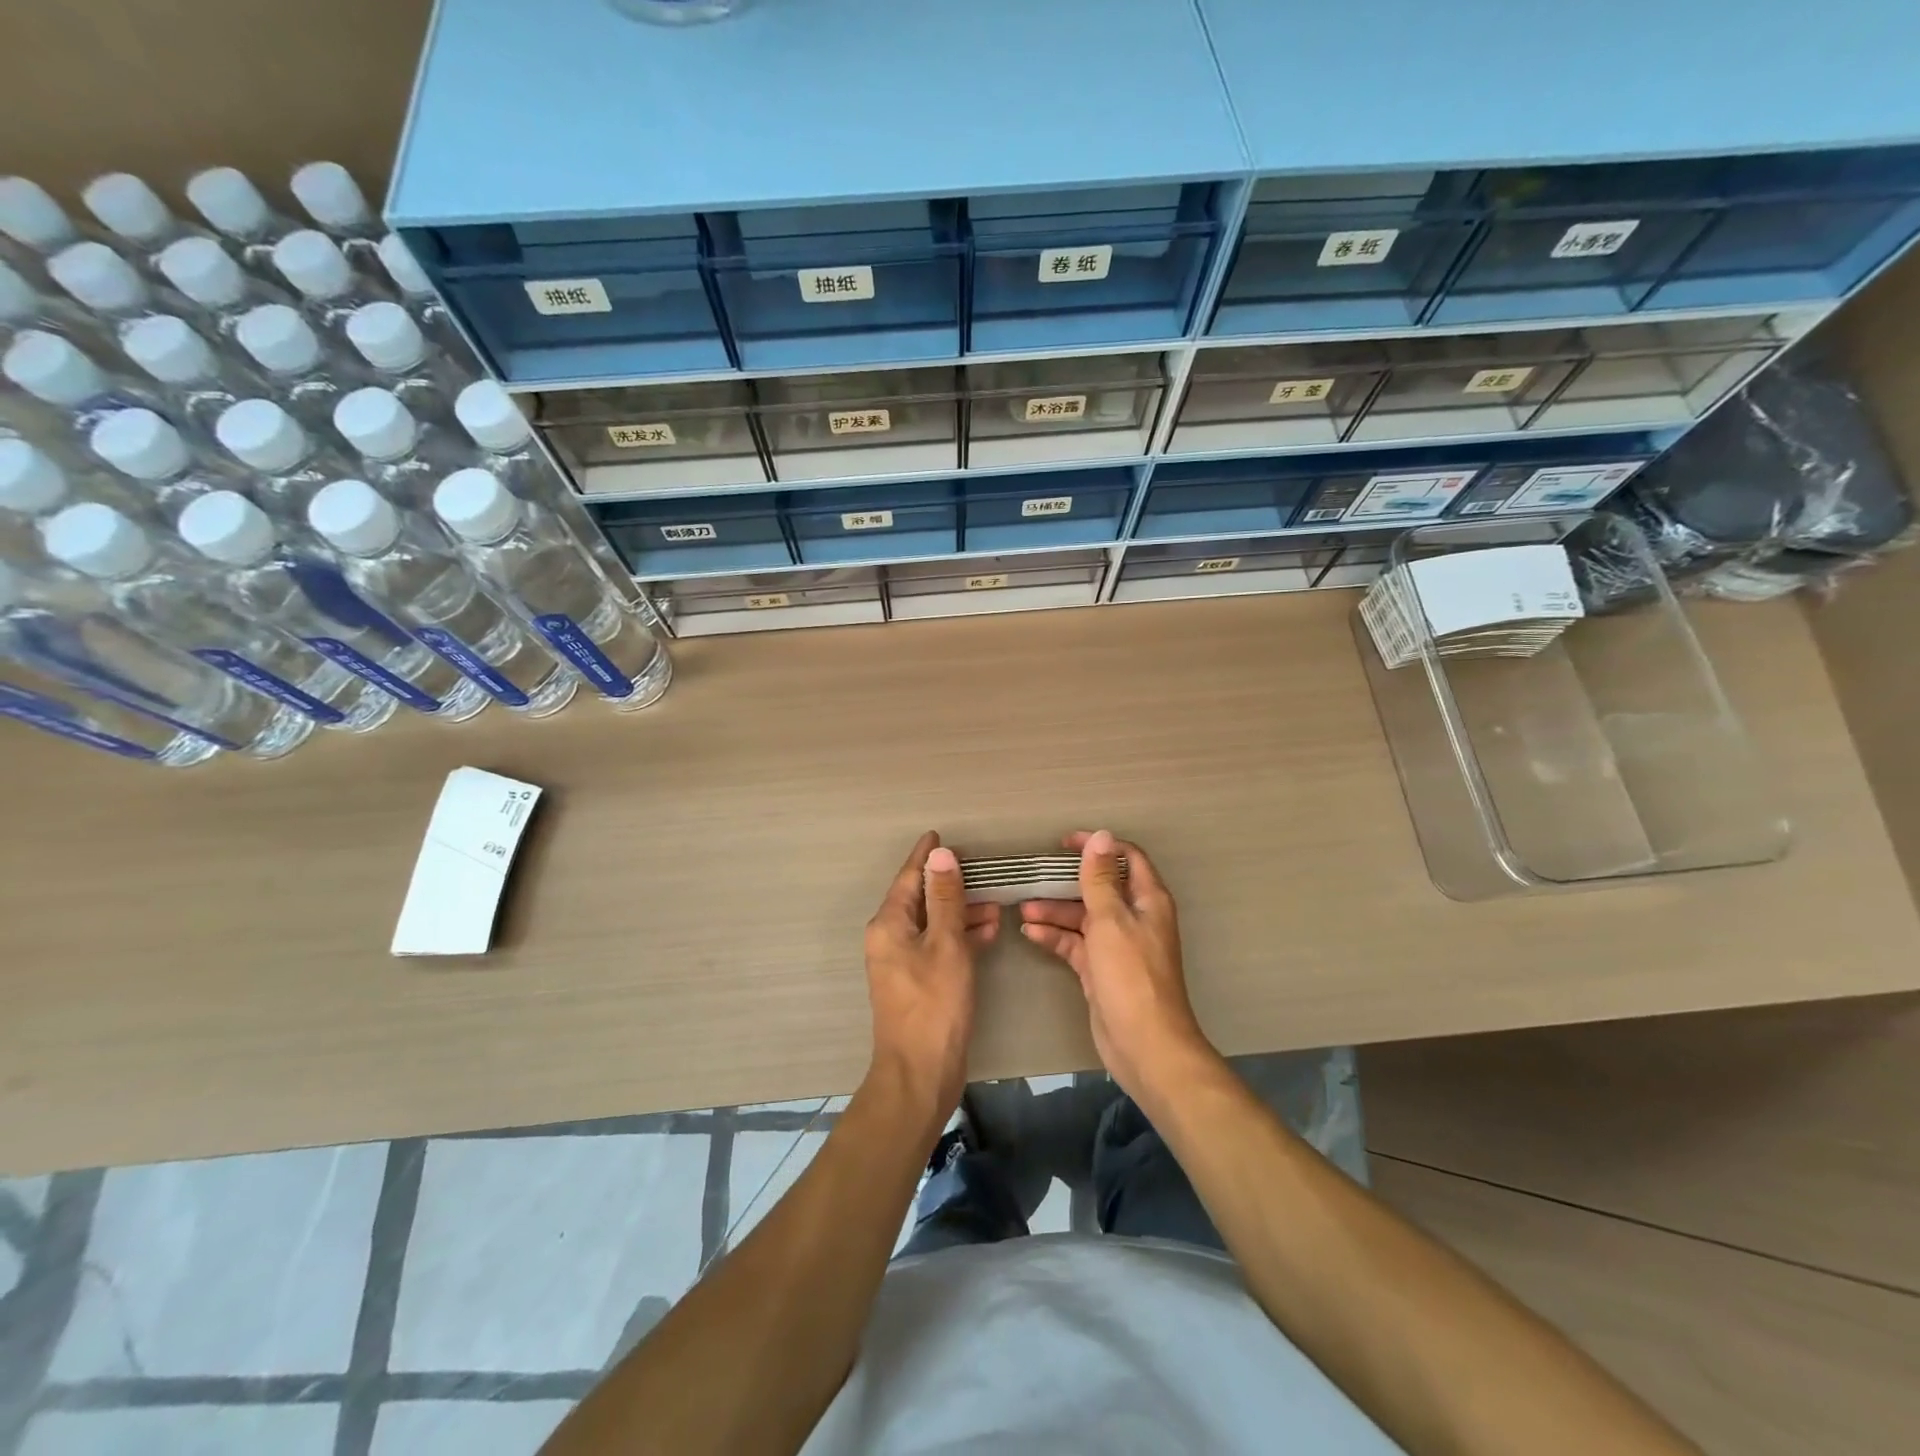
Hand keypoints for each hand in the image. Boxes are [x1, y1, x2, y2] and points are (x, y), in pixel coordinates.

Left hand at [863, 832, 999, 1128]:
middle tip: (980, 870)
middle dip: (950, 884)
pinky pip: (938, 946)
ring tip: (995, 904)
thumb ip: (946, 898)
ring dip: (961, 912)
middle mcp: (890, 938)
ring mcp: (902, 962)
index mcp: (889, 924)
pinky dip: (960, 937)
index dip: (926, 856)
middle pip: (921, 898)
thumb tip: (941, 855)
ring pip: (933, 923)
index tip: (939, 835)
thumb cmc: (934, 1004)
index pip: (908, 877)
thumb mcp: (947, 944)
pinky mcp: (918, 982)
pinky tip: (989, 932)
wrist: (920, 1072)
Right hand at [1019, 830, 1214, 1101]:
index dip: (1097, 846)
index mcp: (1146, 900)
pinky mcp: (1101, 970)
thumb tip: (1101, 835)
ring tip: (1022, 909)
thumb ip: (1100, 878)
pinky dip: (1055, 937)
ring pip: (1083, 917)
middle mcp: (1134, 918)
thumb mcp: (1111, 920)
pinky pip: (1076, 944)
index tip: (1063, 844)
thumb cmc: (1130, 975)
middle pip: (1099, 888)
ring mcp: (1117, 945)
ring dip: (1055, 911)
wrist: (1144, 1045)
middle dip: (1067, 882)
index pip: (1125, 858)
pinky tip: (1030, 933)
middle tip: (1034, 876)